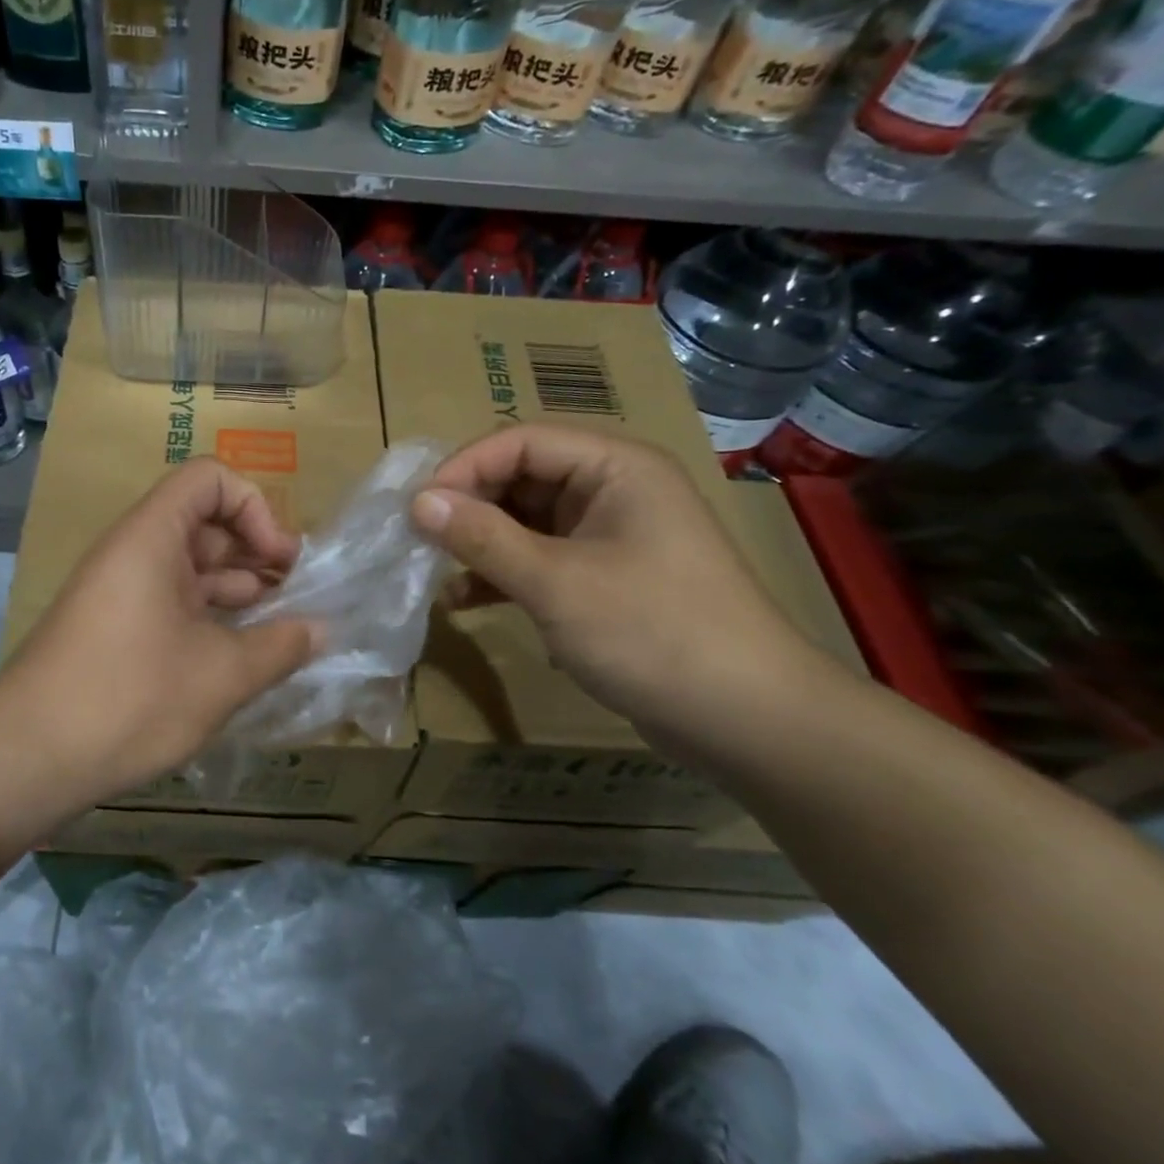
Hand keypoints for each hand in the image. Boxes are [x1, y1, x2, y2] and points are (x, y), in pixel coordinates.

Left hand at [0, 458, 320, 811]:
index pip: (209, 479)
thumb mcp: (221, 675)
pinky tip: (237, 659)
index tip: (281, 560)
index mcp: (151, 536)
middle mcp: (132, 552)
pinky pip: (170, 605)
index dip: (254, 507)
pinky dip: (207, 620)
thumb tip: (321, 630)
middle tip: (296, 598)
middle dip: (254, 554)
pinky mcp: (112, 630)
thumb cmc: (129, 699)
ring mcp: (119, 593)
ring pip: (188, 570)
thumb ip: (280, 646)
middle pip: (203, 525)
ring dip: (235, 592)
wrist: (26, 758)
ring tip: (277, 632)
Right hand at [409, 423, 823, 737]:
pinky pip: (540, 559)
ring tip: (432, 571)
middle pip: (522, 477)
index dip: (464, 467)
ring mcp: (610, 536)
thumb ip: (483, 537)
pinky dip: (502, 574)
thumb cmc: (653, 633)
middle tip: (418, 540)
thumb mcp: (556, 583)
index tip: (416, 508)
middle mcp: (613, 490)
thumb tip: (418, 502)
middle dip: (469, 506)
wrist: (748, 720)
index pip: (522, 442)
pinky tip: (463, 600)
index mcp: (615, 467)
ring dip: (480, 543)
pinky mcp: (604, 578)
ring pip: (526, 521)